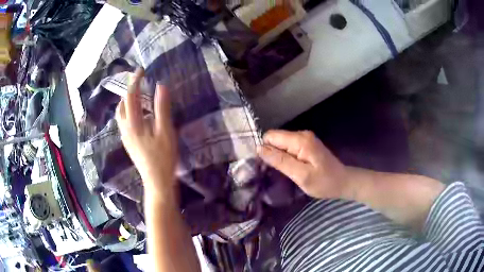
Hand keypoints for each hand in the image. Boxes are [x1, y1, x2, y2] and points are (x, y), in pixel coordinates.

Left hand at [116, 68, 177, 199]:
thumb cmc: (163, 157)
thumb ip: (162, 108)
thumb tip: (160, 85)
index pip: (130, 96)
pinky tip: (139, 113)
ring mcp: (125, 137)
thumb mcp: (166, 131)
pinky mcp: (128, 143)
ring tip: (138, 95)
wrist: (156, 182)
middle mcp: (125, 128)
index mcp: (133, 124)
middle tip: (139, 81)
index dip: (135, 81)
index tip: (141, 69)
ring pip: (121, 113)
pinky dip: (128, 111)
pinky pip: (124, 121)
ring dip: (127, 101)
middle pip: (122, 104)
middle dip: (128, 90)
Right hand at [258, 130, 348, 198]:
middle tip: (273, 172)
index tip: (265, 166)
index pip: (270, 136)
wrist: (343, 182)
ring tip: (281, 172)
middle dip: (270, 154)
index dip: (265, 150)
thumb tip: (259, 149)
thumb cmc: (324, 182)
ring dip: (277, 157)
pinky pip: (288, 148)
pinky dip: (285, 158)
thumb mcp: (302, 175)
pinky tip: (289, 169)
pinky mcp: (306, 145)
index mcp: (300, 140)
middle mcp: (301, 135)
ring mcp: (304, 139)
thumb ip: (281, 161)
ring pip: (280, 144)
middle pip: (275, 139)